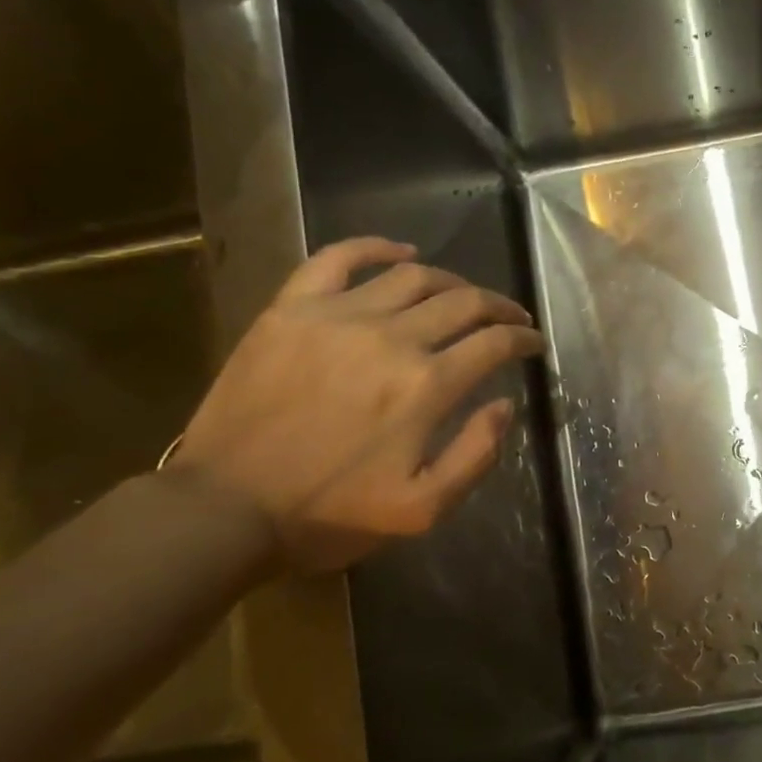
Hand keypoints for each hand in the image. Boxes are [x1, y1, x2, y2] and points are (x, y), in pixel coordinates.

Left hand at [170, 237, 543, 572]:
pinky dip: (375, 247)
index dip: (523, 340)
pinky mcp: (290, 309)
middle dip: (498, 307)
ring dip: (451, 281)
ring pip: (412, 276)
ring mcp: (336, 316)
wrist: (226, 508)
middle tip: (511, 317)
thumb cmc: (331, 514)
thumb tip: (505, 404)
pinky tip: (400, 252)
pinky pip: (337, 259)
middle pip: (462, 302)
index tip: (534, 344)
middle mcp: (390, 338)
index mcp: (426, 386)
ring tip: (464, 295)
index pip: (493, 344)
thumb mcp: (423, 509)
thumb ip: (476, 455)